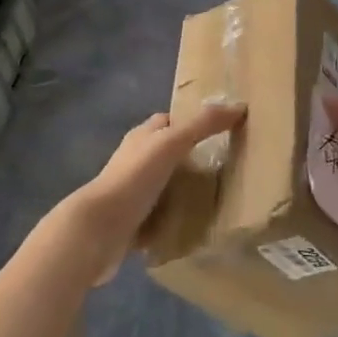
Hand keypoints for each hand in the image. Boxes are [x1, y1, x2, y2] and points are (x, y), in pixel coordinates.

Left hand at [60, 103, 245, 282]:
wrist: (98, 230)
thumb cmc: (134, 178)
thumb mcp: (171, 143)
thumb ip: (202, 124)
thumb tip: (239, 105)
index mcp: (142, 137)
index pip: (168, 121)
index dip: (191, 121)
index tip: (221, 129)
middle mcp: (134, 160)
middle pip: (167, 153)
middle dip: (192, 157)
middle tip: (226, 166)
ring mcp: (131, 193)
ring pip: (164, 185)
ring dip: (184, 189)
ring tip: (217, 197)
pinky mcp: (132, 223)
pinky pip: (159, 217)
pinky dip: (175, 218)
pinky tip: (196, 226)